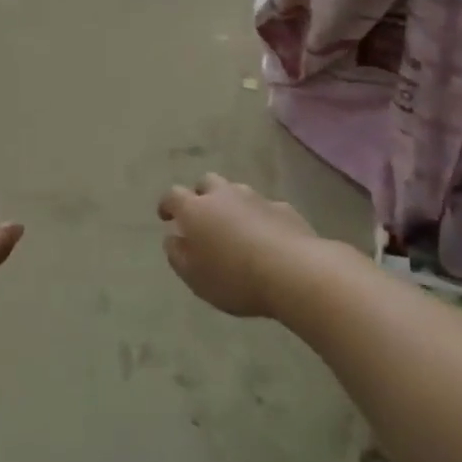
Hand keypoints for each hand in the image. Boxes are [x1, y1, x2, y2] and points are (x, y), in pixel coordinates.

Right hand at [158, 173, 317, 317]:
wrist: (295, 272)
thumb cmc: (235, 278)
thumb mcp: (194, 277)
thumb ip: (177, 255)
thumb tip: (172, 238)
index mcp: (195, 210)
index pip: (173, 196)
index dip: (167, 205)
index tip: (165, 216)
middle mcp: (223, 196)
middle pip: (207, 183)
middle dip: (201, 196)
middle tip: (202, 217)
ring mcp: (256, 199)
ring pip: (237, 192)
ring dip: (231, 204)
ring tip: (235, 227)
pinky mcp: (284, 209)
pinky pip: (265, 208)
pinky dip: (260, 217)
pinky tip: (266, 237)